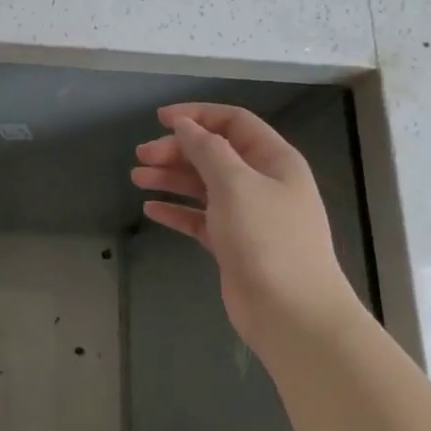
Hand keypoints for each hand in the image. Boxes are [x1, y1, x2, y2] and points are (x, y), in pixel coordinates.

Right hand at [131, 103, 359, 352]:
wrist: (293, 315)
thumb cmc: (268, 239)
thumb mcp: (236, 184)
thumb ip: (207, 150)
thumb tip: (185, 125)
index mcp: (274, 160)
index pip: (233, 122)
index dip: (197, 115)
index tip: (160, 119)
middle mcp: (262, 182)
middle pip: (214, 153)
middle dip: (177, 150)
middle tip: (142, 156)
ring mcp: (248, 216)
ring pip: (204, 185)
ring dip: (171, 178)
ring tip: (137, 178)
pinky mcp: (233, 245)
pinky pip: (200, 218)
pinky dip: (177, 211)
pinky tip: (151, 210)